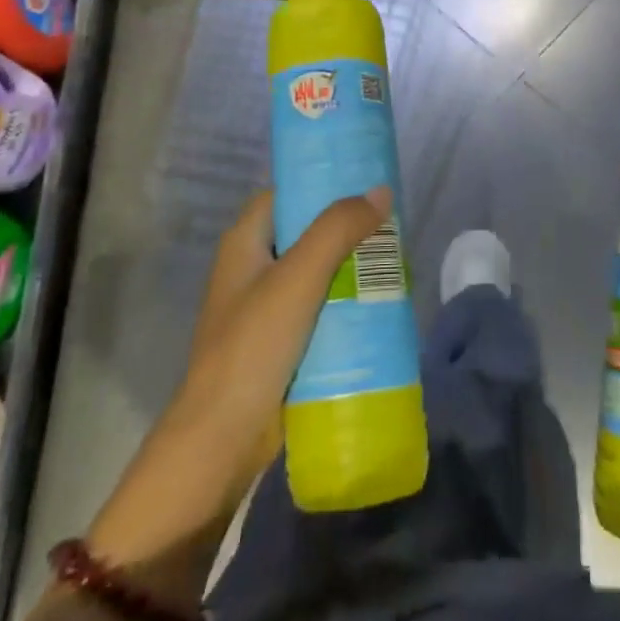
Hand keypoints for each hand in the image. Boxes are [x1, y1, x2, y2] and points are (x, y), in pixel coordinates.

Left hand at [87, 187, 390, 568]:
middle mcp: (253, 268)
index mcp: (245, 243)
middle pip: (306, 232)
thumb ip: (337, 230)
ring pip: (318, 271)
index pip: (285, 194)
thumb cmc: (253, 347)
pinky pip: (321, 306)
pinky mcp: (283, 341)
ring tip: (396, 260)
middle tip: (392, 225)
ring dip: (352, 266)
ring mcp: (267, 307)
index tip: (366, 181)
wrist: (223, 439)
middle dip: (348, 228)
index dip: (321, 183)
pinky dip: (347, 300)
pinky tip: (380, 301)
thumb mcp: (297, 279)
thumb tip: (380, 191)